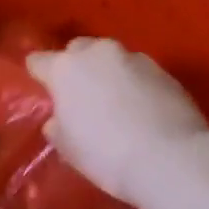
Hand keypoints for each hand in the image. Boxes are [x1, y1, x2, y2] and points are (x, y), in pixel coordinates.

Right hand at [25, 36, 208, 205]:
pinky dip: (134, 84)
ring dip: (108, 73)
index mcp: (66, 68)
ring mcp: (133, 57)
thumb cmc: (107, 155)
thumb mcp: (70, 150)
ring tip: (115, 103)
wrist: (171, 158)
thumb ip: (58, 127)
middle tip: (81, 96)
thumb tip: (58, 120)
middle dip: (76, 66)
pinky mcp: (163, 69)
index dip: (38, 74)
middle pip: (78, 50)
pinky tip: (142, 109)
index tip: (42, 89)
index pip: (38, 61)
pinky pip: (138, 71)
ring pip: (111, 58)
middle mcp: (98, 52)